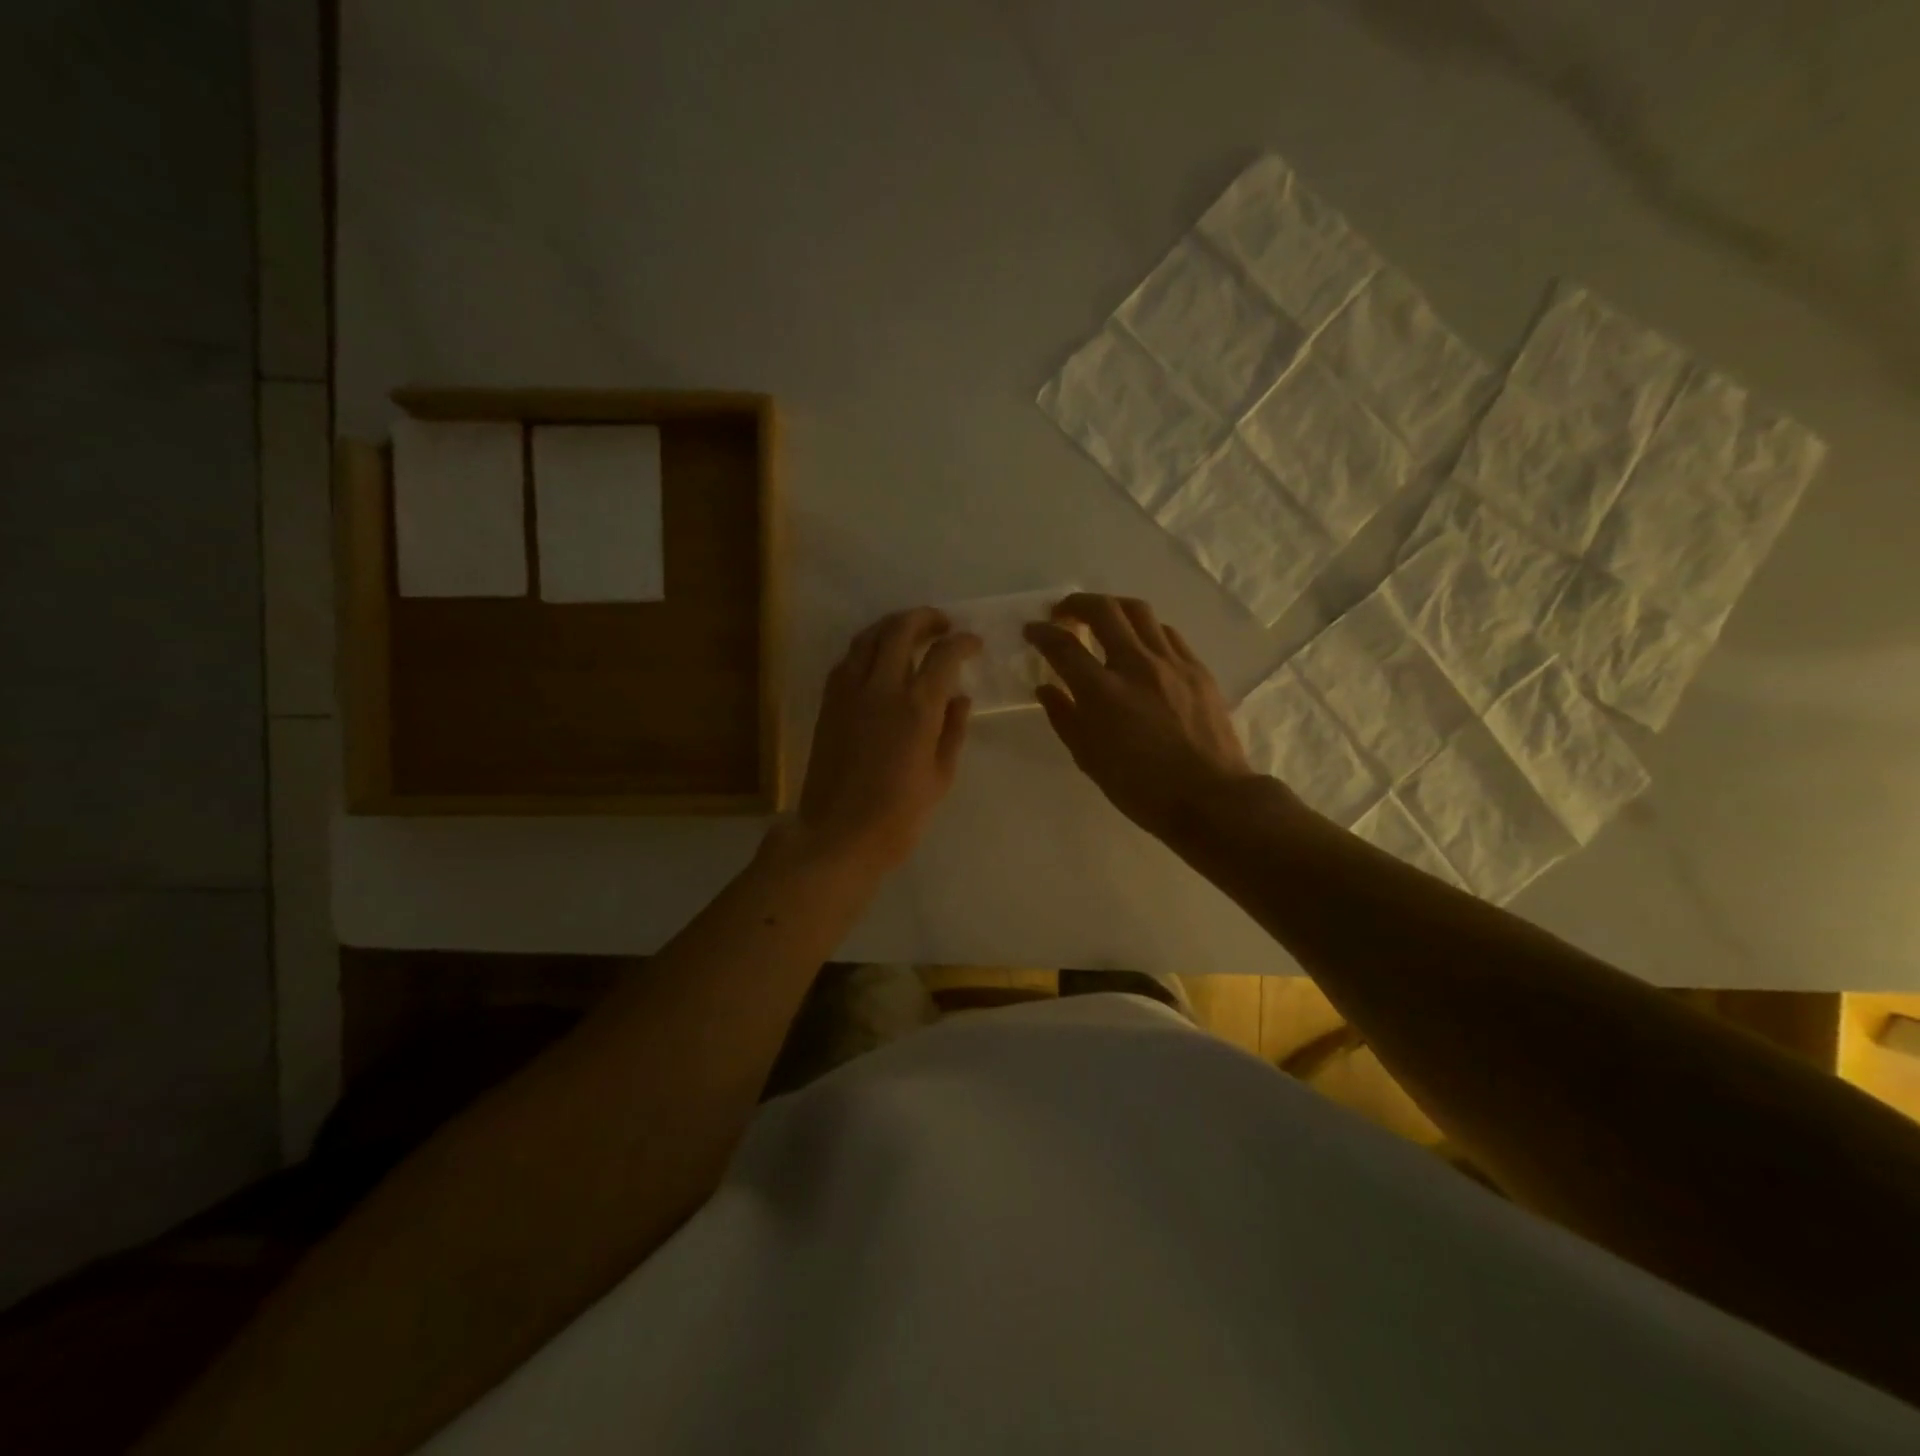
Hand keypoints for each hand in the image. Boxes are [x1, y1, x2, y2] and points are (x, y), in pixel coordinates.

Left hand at [795, 608, 980, 875]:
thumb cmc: (898, 816)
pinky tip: (878, 659)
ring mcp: (848, 692)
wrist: (837, 835)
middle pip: (900, 629)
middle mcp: (881, 688)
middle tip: (942, 624)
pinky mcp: (828, 703)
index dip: (963, 642)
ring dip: (892, 626)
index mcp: (917, 707)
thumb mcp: (940, 777)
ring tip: (910, 632)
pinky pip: (847, 659)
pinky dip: (866, 648)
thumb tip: (959, 697)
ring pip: (868, 637)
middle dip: (925, 618)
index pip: (944, 655)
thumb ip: (952, 731)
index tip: (973, 643)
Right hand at [1025, 594, 1257, 839]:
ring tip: (1102, 617)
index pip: (1063, 646)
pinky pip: (1166, 633)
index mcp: (1103, 692)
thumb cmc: (1141, 788)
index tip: (1032, 630)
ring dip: (1113, 607)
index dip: (1042, 633)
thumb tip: (1046, 688)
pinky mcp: (1197, 669)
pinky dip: (1144, 629)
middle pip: (1103, 610)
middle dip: (1076, 603)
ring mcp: (1171, 663)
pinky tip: (1139, 643)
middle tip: (1063, 612)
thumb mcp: (1089, 759)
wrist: (1210, 798)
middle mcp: (1136, 665)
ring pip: (1139, 612)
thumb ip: (1064, 717)